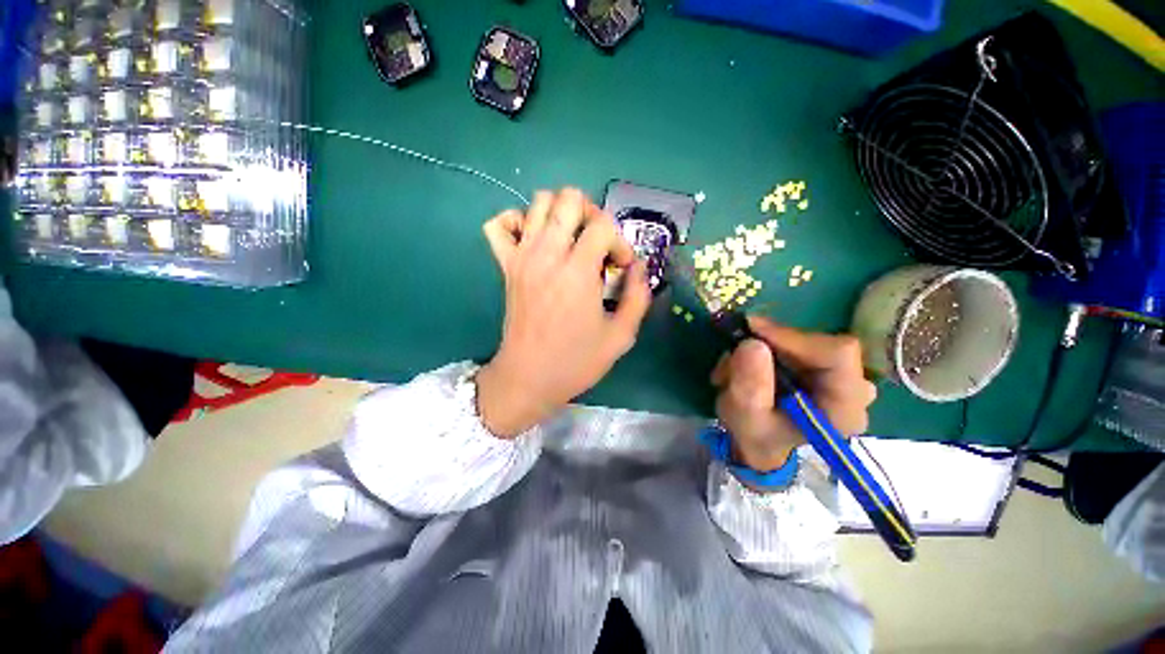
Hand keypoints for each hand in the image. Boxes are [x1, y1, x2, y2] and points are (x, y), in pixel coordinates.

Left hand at [477, 188, 651, 437]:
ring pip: (537, 201)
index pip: (603, 226)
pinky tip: (534, 240)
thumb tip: (639, 268)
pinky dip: (517, 222)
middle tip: (597, 244)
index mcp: (578, 273)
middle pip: (569, 198)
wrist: (527, 378)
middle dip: (592, 215)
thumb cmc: (575, 361)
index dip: (619, 242)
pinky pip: (499, 224)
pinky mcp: (506, 266)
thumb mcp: (620, 337)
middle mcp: (547, 255)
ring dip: (561, 213)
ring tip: (571, 240)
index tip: (620, 268)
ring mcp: (522, 257)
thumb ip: (637, 297)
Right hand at [712, 316, 876, 471]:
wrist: (760, 443)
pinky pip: (797, 343)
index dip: (794, 338)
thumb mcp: (745, 416)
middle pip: (819, 344)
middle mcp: (854, 389)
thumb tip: (752, 343)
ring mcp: (842, 376)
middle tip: (734, 351)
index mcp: (844, 408)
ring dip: (764, 346)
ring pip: (804, 341)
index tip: (753, 332)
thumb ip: (750, 385)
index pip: (837, 354)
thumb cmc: (756, 435)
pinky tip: (748, 364)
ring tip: (734, 367)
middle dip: (771, 344)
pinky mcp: (824, 366)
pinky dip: (768, 347)